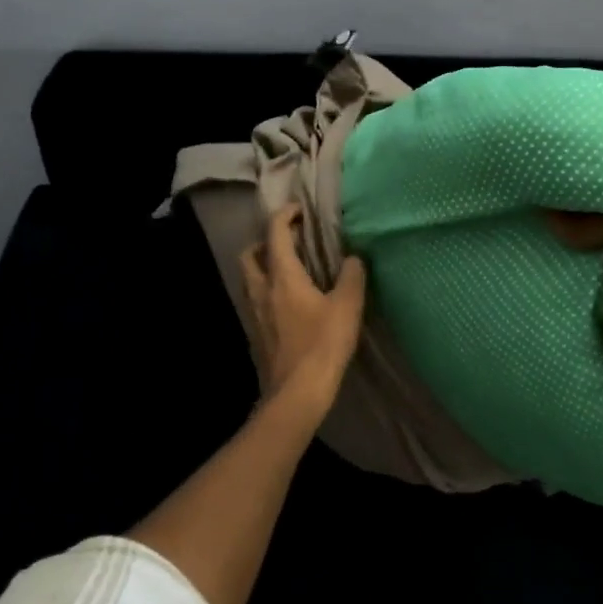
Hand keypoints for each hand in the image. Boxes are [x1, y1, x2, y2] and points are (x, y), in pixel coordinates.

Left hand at [240, 203, 368, 401]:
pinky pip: (256, 300)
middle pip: (250, 254)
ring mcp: (255, 313)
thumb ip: (352, 276)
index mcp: (282, 276)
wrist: (296, 393)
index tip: (300, 210)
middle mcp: (261, 289)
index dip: (285, 215)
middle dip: (265, 241)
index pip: (275, 233)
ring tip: (290, 270)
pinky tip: (289, 303)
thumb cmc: (323, 345)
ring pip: (250, 278)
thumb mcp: (348, 306)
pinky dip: (267, 291)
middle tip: (290, 242)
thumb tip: (353, 258)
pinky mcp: (257, 333)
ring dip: (264, 266)